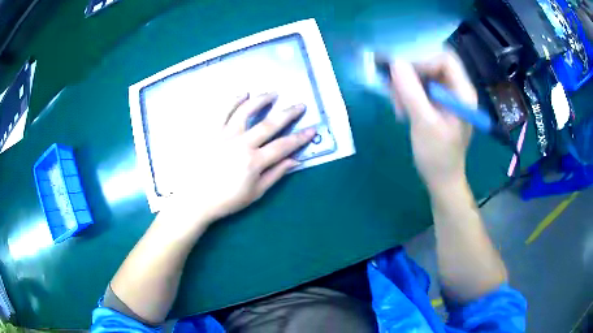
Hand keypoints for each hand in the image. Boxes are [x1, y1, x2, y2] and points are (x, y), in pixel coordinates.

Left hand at [169, 93, 315, 225]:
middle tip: (299, 105)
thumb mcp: (255, 193)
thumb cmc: (226, 199)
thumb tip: (295, 160)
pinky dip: (234, 100)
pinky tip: (243, 94)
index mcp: (254, 162)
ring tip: (273, 93)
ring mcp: (224, 135)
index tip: (313, 129)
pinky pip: (222, 111)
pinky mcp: (210, 131)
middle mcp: (242, 144)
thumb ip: (275, 174)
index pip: (284, 146)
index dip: (300, 137)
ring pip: (246, 111)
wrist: (195, 199)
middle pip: (269, 124)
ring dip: (262, 100)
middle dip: (288, 113)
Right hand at [389, 51, 476, 190]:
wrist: (442, 180)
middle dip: (411, 70)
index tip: (400, 71)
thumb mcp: (424, 124)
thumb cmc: (438, 156)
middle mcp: (457, 88)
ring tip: (396, 102)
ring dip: (406, 82)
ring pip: (424, 73)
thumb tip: (395, 62)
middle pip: (433, 62)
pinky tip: (400, 105)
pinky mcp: (437, 102)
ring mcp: (447, 95)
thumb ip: (411, 92)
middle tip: (393, 84)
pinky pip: (420, 85)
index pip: (445, 59)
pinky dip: (407, 91)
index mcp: (463, 93)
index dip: (422, 59)